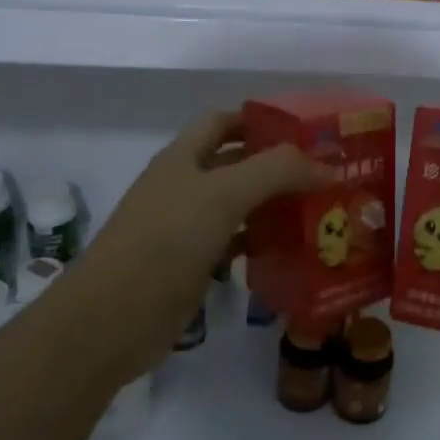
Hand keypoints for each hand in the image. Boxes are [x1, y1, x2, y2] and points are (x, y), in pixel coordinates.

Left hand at [71, 111, 334, 383]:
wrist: (111, 320)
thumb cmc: (165, 241)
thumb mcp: (223, 195)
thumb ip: (277, 171)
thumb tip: (328, 166)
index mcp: (183, 157)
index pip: (225, 121)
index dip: (262, 120)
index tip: (307, 131)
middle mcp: (184, 186)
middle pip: (237, 164)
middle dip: (278, 165)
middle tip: (327, 173)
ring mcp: (186, 228)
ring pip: (240, 205)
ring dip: (275, 205)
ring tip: (321, 210)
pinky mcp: (193, 265)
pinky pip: (236, 243)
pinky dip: (262, 242)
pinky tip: (293, 250)